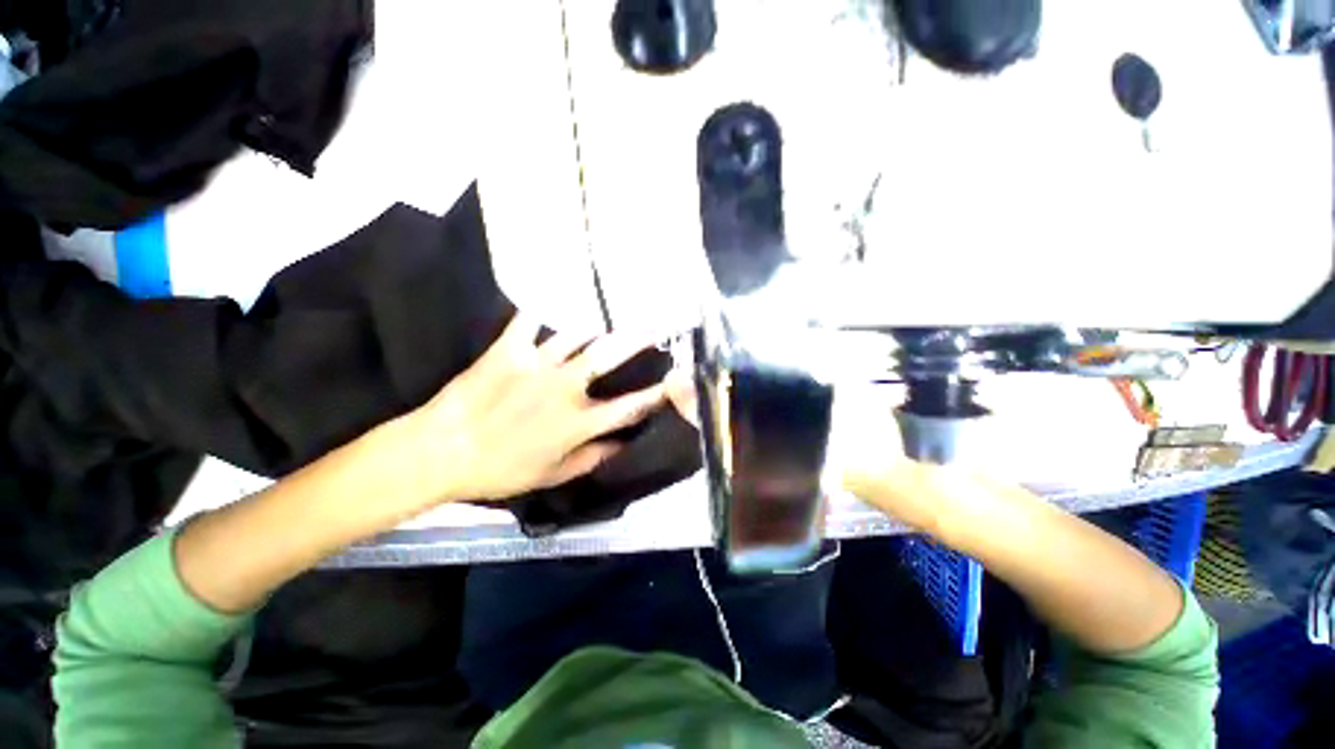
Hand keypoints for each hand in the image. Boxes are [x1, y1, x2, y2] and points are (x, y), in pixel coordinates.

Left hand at [405, 315, 668, 502]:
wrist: (443, 451)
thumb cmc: (501, 470)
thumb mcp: (552, 475)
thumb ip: (592, 458)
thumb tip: (622, 445)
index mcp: (578, 421)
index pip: (628, 407)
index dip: (655, 395)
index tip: (674, 383)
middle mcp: (565, 387)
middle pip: (607, 357)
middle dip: (634, 341)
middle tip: (652, 327)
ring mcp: (537, 364)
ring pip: (575, 334)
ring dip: (595, 325)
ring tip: (608, 316)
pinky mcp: (509, 349)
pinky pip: (529, 321)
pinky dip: (541, 309)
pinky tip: (551, 297)